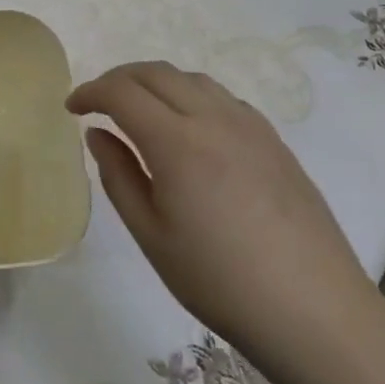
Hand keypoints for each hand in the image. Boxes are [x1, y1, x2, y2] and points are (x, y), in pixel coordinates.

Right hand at [67, 61, 374, 371]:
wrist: (313, 310)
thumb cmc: (219, 280)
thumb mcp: (151, 234)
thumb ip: (118, 175)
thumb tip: (98, 133)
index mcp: (177, 142)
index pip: (122, 92)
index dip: (90, 92)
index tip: (71, 108)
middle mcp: (214, 119)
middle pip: (156, 73)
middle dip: (119, 79)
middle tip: (98, 102)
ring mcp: (250, 126)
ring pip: (192, 79)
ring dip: (156, 83)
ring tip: (140, 111)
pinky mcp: (274, 141)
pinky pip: (222, 98)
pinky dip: (191, 96)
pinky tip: (189, 128)